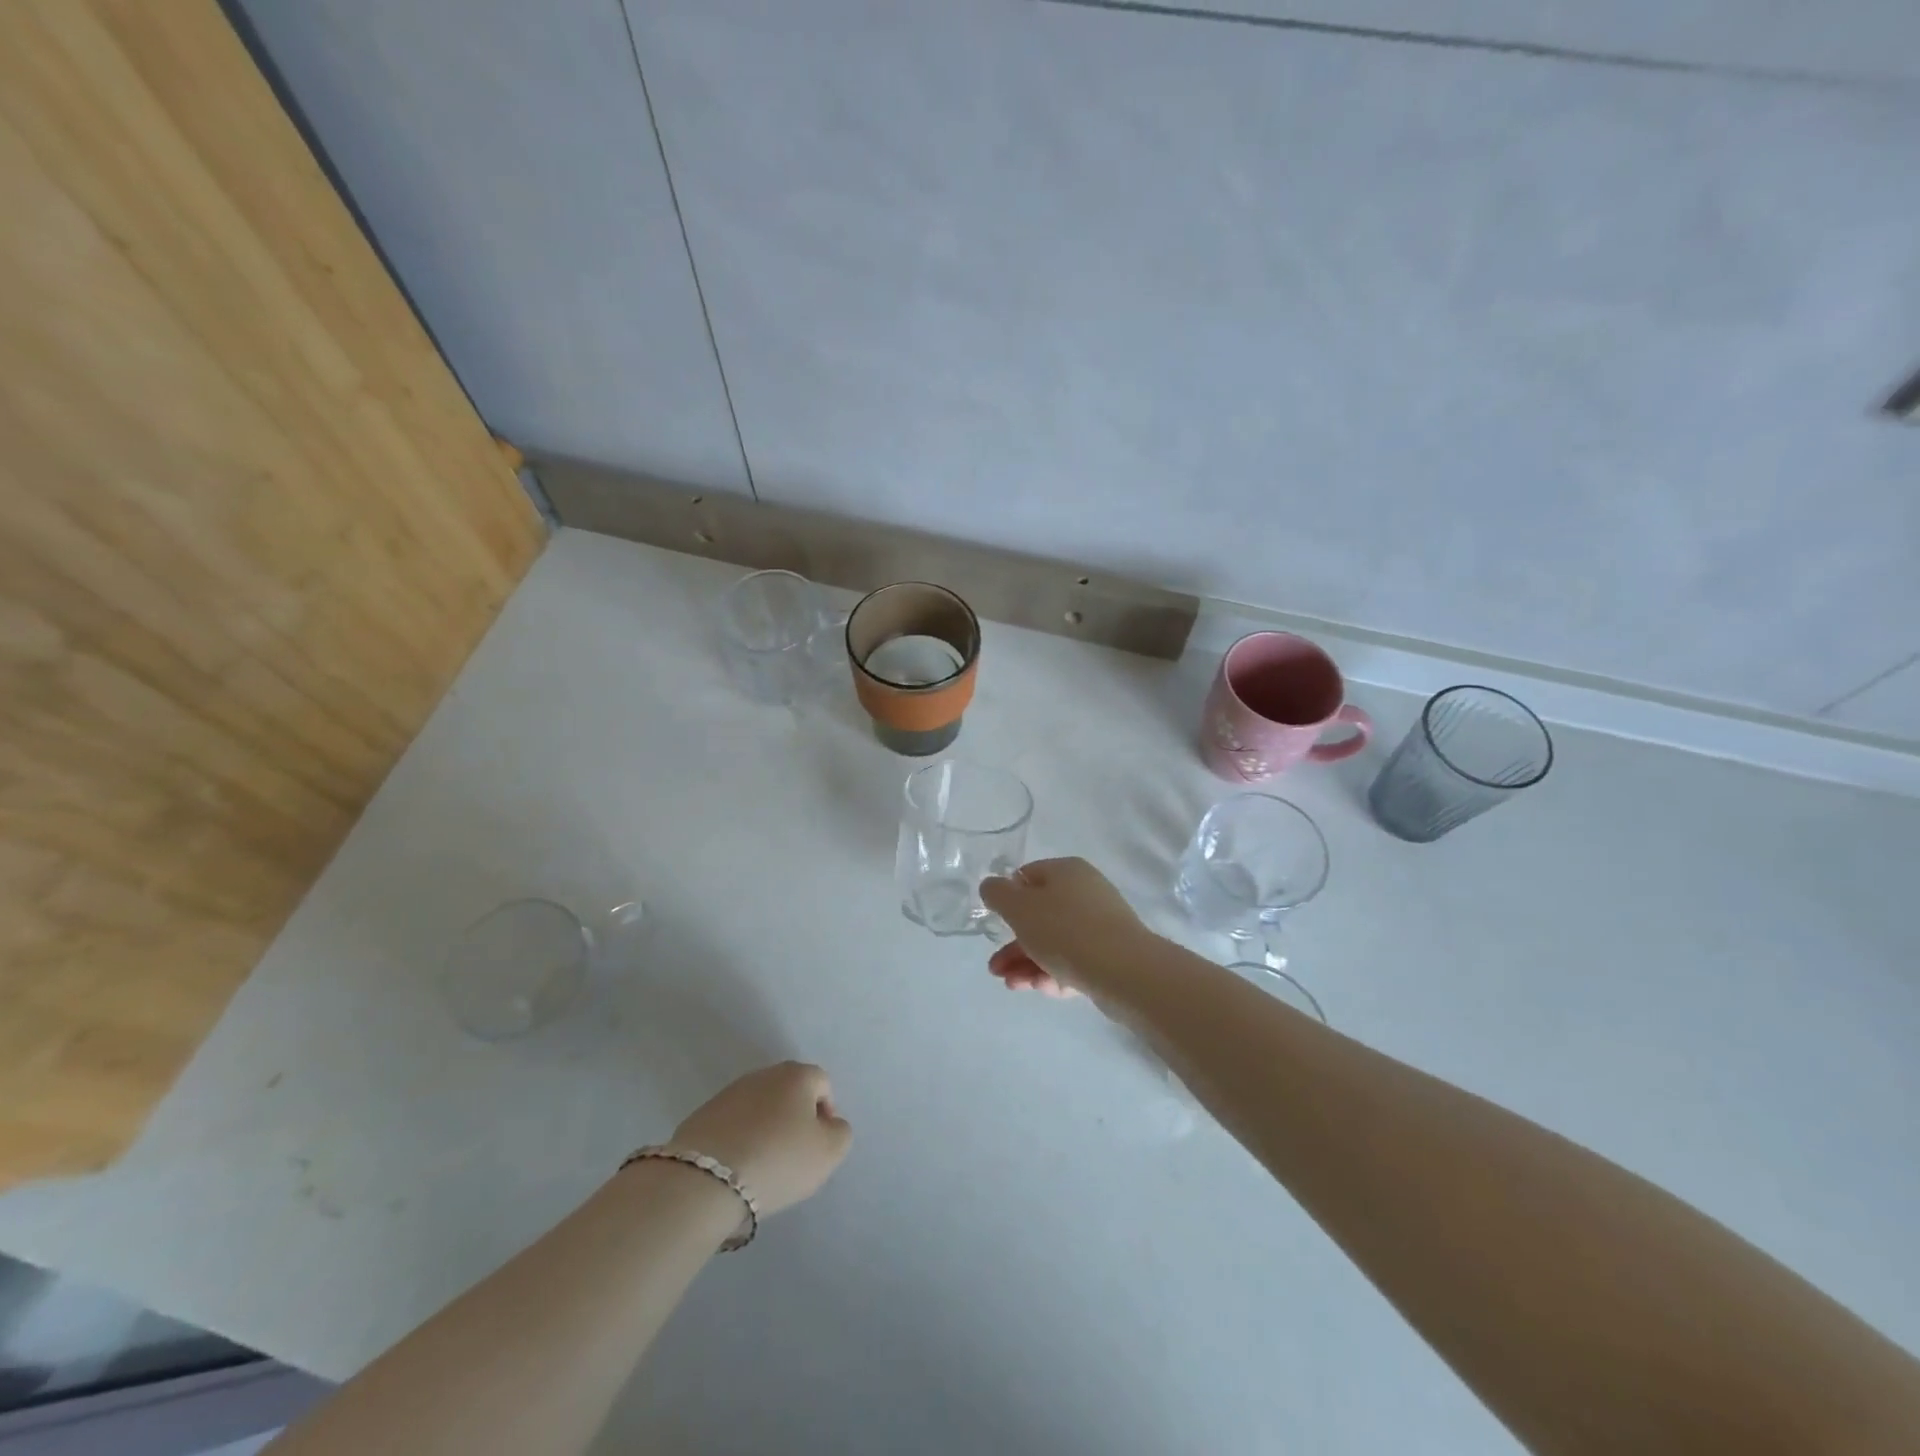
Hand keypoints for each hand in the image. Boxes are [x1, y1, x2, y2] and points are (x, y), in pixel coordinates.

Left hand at [671, 1062, 850, 1216]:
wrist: (706, 1180)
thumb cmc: (778, 1160)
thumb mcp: (829, 1152)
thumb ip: (840, 1132)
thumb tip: (829, 1124)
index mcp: (797, 1075)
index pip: (823, 1084)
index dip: (826, 1114)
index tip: (817, 1146)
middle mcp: (764, 1074)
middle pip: (789, 1093)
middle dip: (794, 1119)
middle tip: (792, 1156)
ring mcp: (729, 1092)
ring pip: (759, 1108)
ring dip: (765, 1128)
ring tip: (762, 1165)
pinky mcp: (702, 1115)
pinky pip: (732, 1124)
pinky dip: (739, 1140)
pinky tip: (736, 1167)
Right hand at [980, 857, 1149, 997]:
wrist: (1125, 971)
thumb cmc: (1065, 930)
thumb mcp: (1019, 908)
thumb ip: (998, 894)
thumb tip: (992, 886)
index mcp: (1066, 871)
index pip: (1029, 876)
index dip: (1008, 898)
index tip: (996, 922)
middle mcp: (1086, 892)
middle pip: (1041, 915)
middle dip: (1014, 943)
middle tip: (995, 968)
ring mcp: (1101, 925)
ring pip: (1056, 942)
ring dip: (1028, 962)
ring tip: (1012, 985)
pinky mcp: (1111, 956)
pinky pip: (1075, 961)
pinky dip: (1054, 973)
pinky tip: (1041, 989)